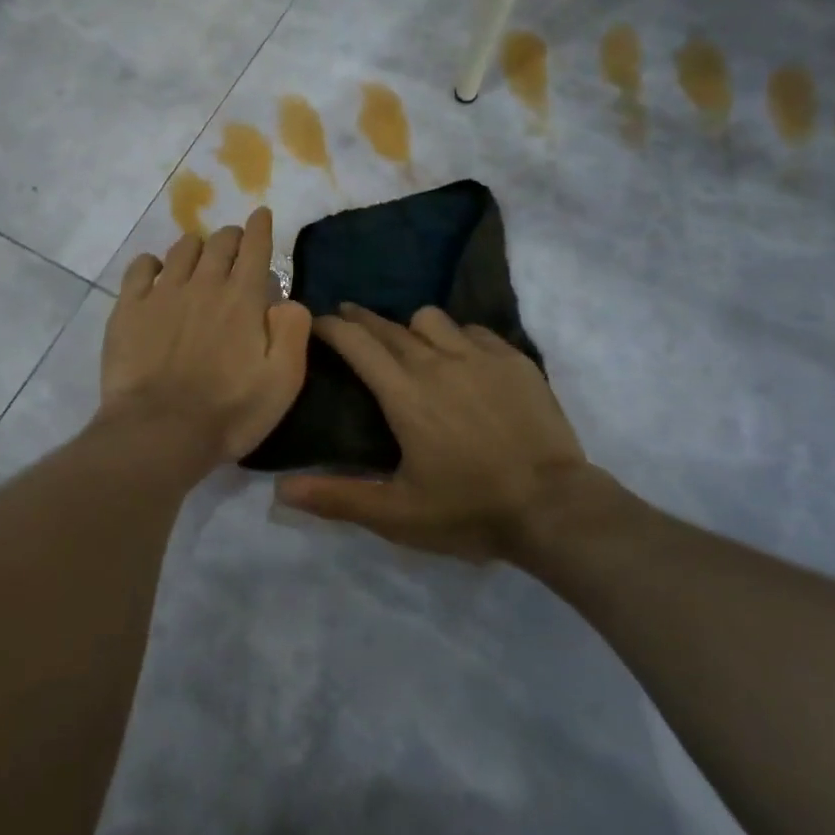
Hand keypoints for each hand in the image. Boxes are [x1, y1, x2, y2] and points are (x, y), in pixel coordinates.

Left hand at [99, 207, 311, 466]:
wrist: (159, 432)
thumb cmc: (229, 411)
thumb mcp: (283, 380)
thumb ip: (293, 331)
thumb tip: (287, 299)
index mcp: (242, 298)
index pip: (255, 247)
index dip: (260, 227)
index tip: (261, 214)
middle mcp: (203, 284)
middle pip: (220, 242)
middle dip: (232, 237)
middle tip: (235, 244)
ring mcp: (162, 293)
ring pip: (182, 248)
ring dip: (196, 247)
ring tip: (199, 258)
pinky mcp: (129, 308)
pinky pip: (140, 266)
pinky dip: (153, 263)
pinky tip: (156, 273)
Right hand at [277, 304, 623, 562]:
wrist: (554, 508)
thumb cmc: (470, 510)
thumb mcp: (397, 514)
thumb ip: (337, 498)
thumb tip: (280, 490)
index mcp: (404, 394)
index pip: (357, 343)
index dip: (332, 327)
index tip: (318, 322)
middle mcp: (437, 362)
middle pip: (389, 326)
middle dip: (362, 319)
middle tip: (348, 321)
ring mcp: (480, 356)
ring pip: (432, 319)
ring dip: (412, 328)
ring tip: (410, 346)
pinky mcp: (514, 360)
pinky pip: (475, 331)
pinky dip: (458, 338)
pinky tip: (462, 359)